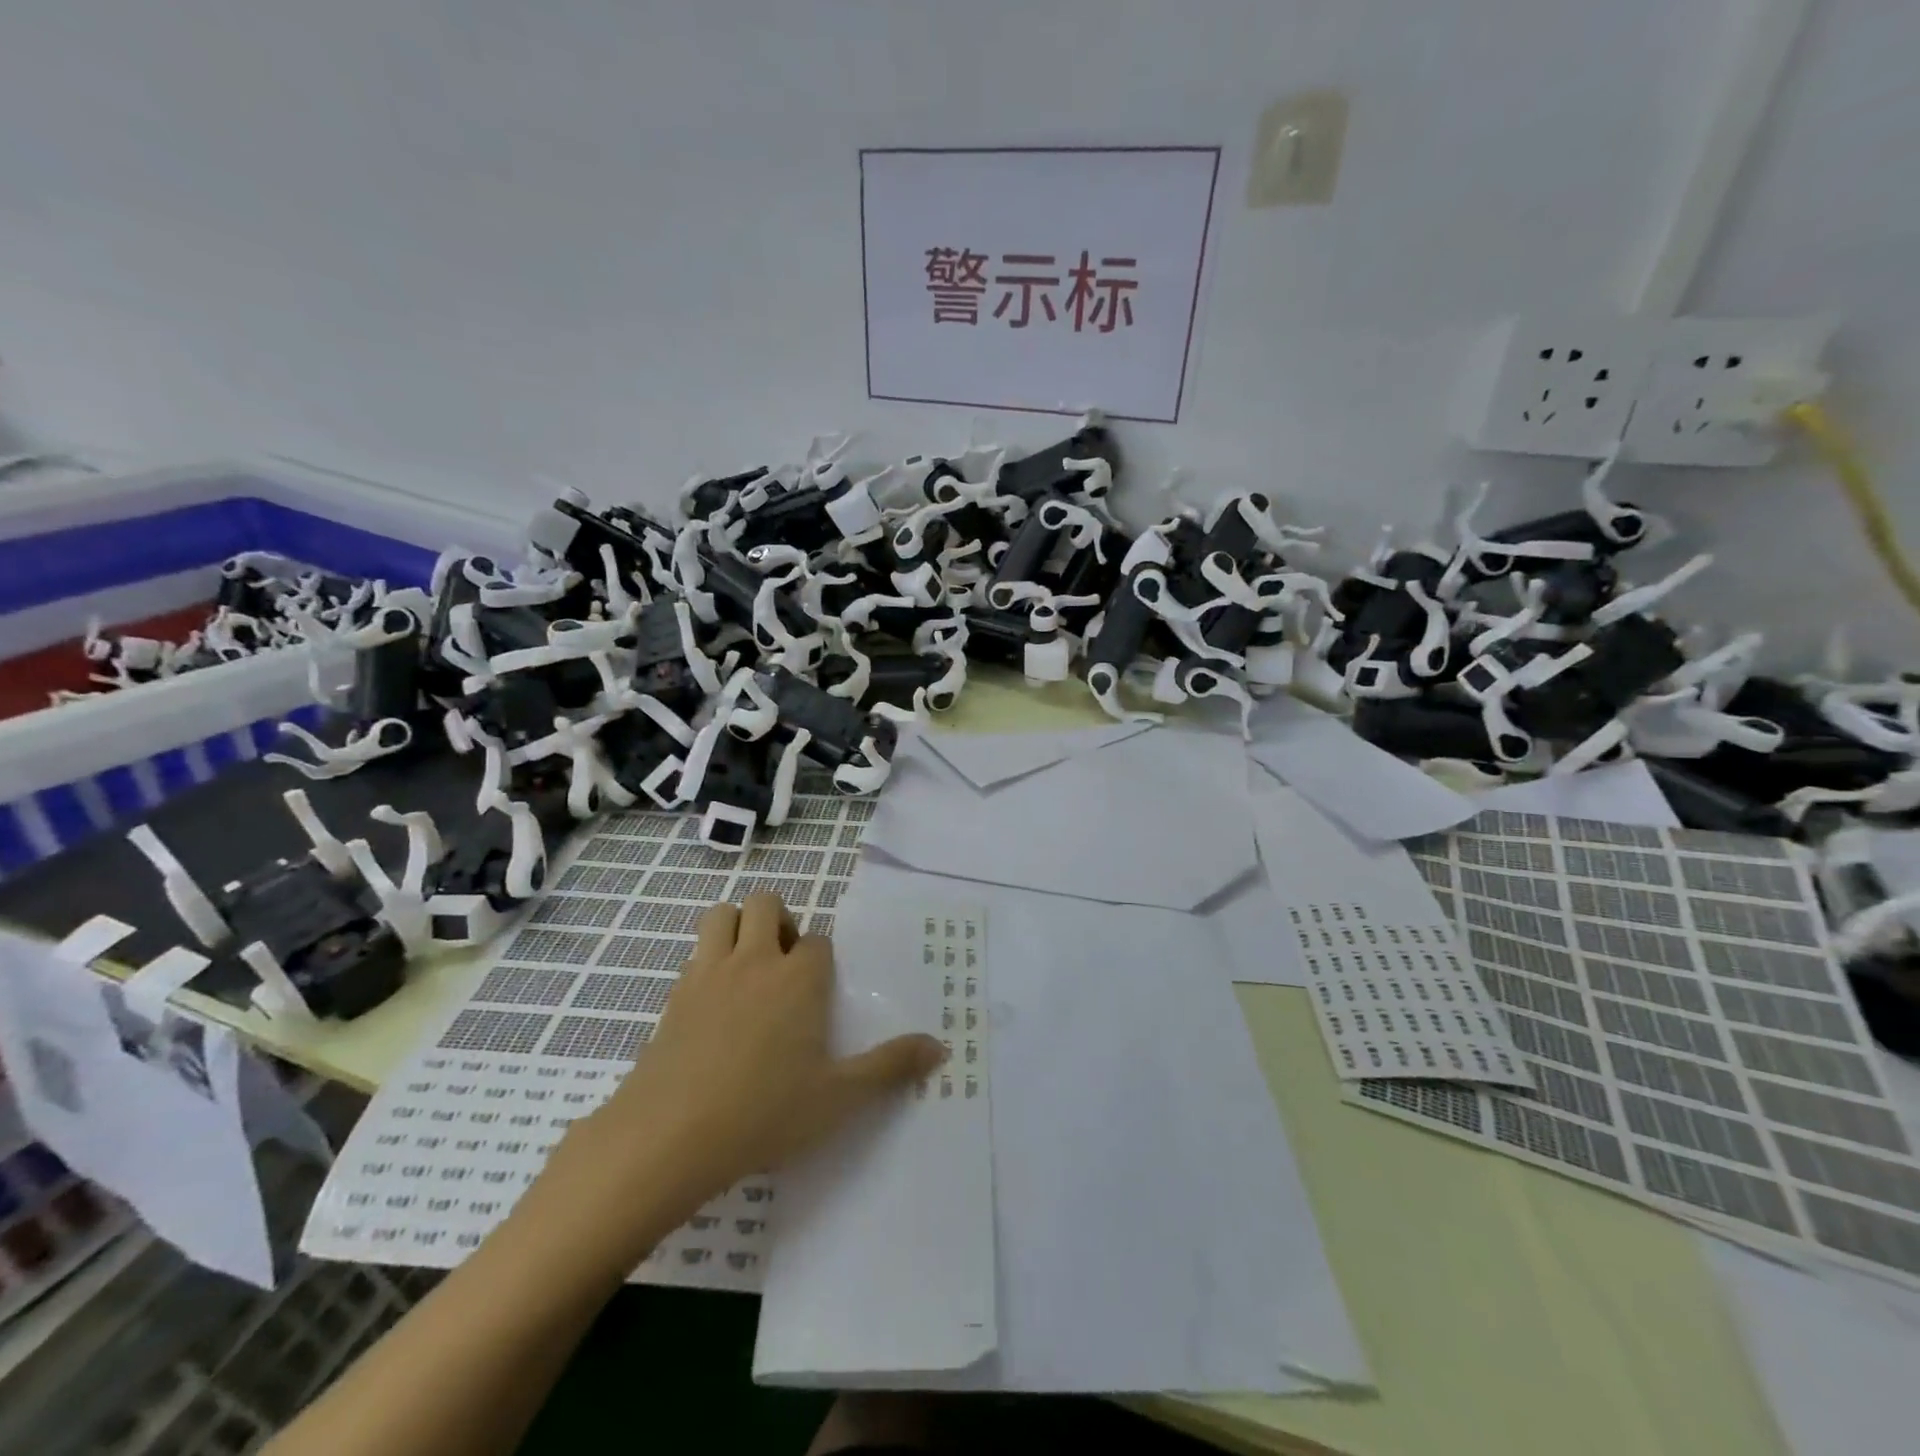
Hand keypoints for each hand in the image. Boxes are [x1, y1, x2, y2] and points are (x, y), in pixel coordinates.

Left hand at [518, 892, 944, 1279]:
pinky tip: (713, 1007)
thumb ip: (890, 1067)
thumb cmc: (763, 1113)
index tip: (820, 993)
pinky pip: (694, 954)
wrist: (668, 1137)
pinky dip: (708, 960)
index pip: (817, 942)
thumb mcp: (838, 1097)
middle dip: (778, 923)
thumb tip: (941, 1047)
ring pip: (721, 914)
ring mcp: (708, 973)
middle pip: (766, 904)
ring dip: (737, 927)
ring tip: (748, 970)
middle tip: (784, 968)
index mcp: (799, 978)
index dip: (821, 960)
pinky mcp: (673, 995)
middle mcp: (755, 960)